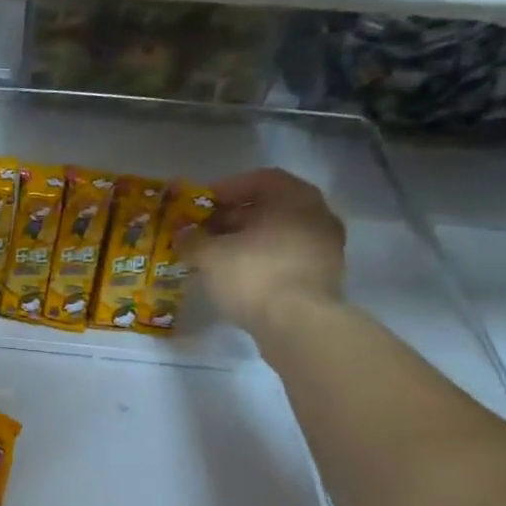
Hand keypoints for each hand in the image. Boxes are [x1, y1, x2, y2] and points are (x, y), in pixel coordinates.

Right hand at [194, 168, 346, 335]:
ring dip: (244, 243)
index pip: (259, 180)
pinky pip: (284, 260)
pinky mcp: (321, 279)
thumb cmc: (254, 275)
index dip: (225, 190)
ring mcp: (323, 249)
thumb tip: (182, 236)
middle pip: (268, 209)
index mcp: (295, 198)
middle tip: (201, 233)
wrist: (298, 325)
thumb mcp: (210, 255)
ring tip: (213, 258)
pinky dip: (259, 263)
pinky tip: (235, 278)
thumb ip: (192, 240)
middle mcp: (317, 216)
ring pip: (276, 236)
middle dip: (231, 219)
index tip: (200, 206)